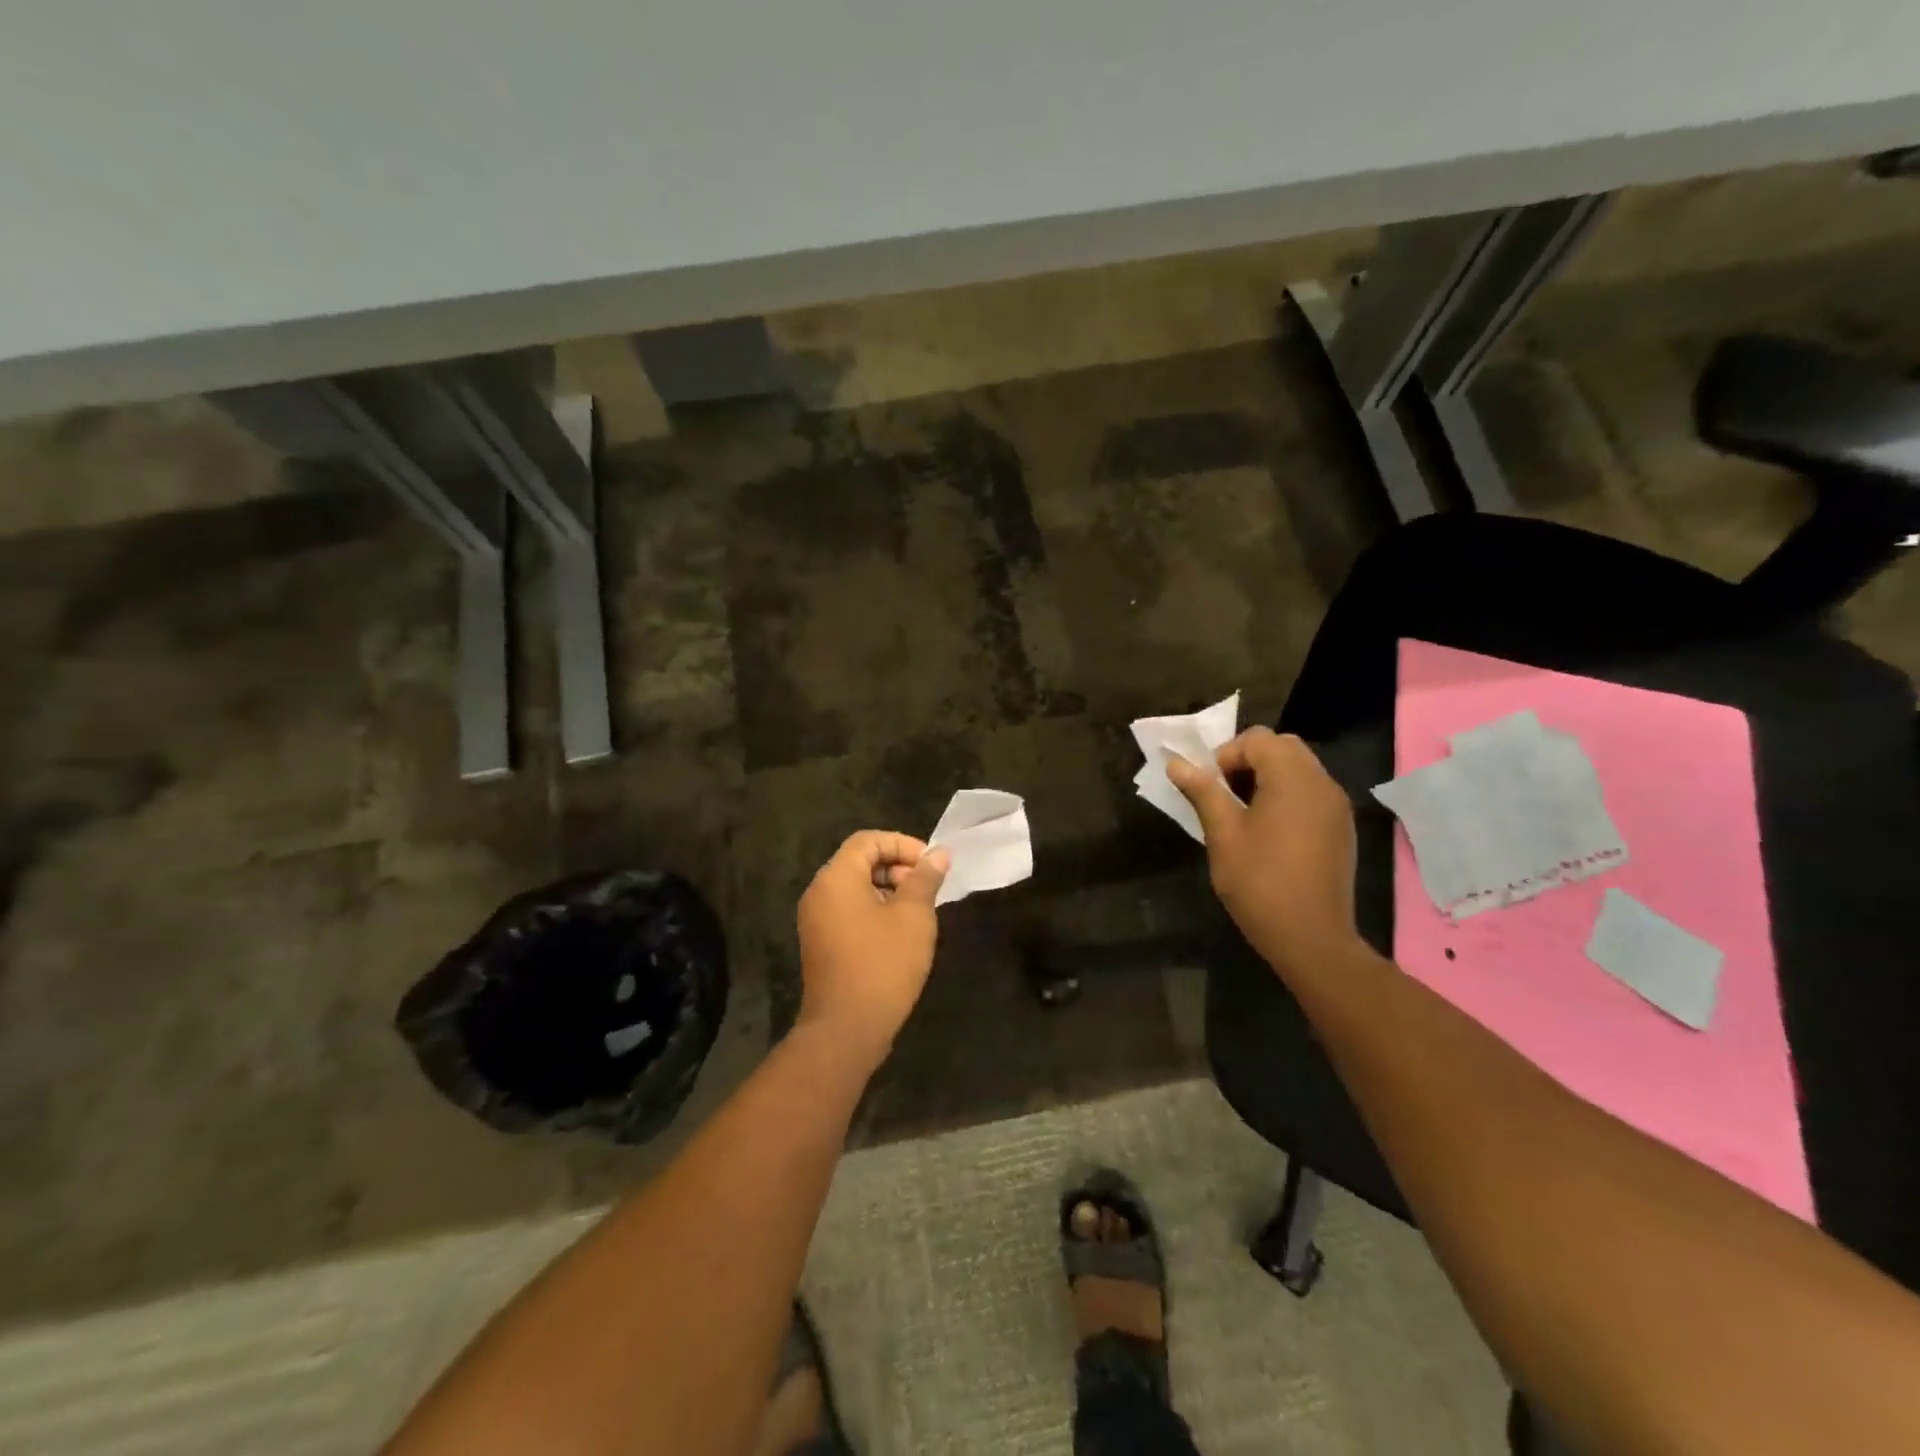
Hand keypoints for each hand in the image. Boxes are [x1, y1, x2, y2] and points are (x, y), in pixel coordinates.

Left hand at [795, 831, 949, 1067]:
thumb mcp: (913, 916)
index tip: (930, 865)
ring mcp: (816, 920)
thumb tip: (938, 854)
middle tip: (927, 889)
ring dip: (889, 890)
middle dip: (897, 867)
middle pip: (859, 861)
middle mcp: (819, 892)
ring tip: (919, 912)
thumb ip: (925, 879)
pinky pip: (848, 911)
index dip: (903, 845)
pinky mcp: (821, 943)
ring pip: (855, 888)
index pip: (868, 840)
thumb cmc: (883, 964)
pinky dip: (875, 910)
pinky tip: (900, 933)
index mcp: (836, 878)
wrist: (846, 1029)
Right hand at [1167, 728, 1363, 978]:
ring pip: (1300, 768)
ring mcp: (1337, 805)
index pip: (1257, 739)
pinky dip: (1288, 795)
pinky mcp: (1341, 827)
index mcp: (1292, 779)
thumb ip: (1203, 792)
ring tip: (1244, 813)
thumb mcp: (1223, 835)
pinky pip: (1312, 792)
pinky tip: (1271, 831)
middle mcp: (1322, 782)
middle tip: (1225, 795)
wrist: (1311, 937)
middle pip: (1282, 747)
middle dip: (1248, 761)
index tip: (1210, 788)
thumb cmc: (1260, 883)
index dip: (1226, 755)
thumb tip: (1176, 764)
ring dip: (1268, 777)